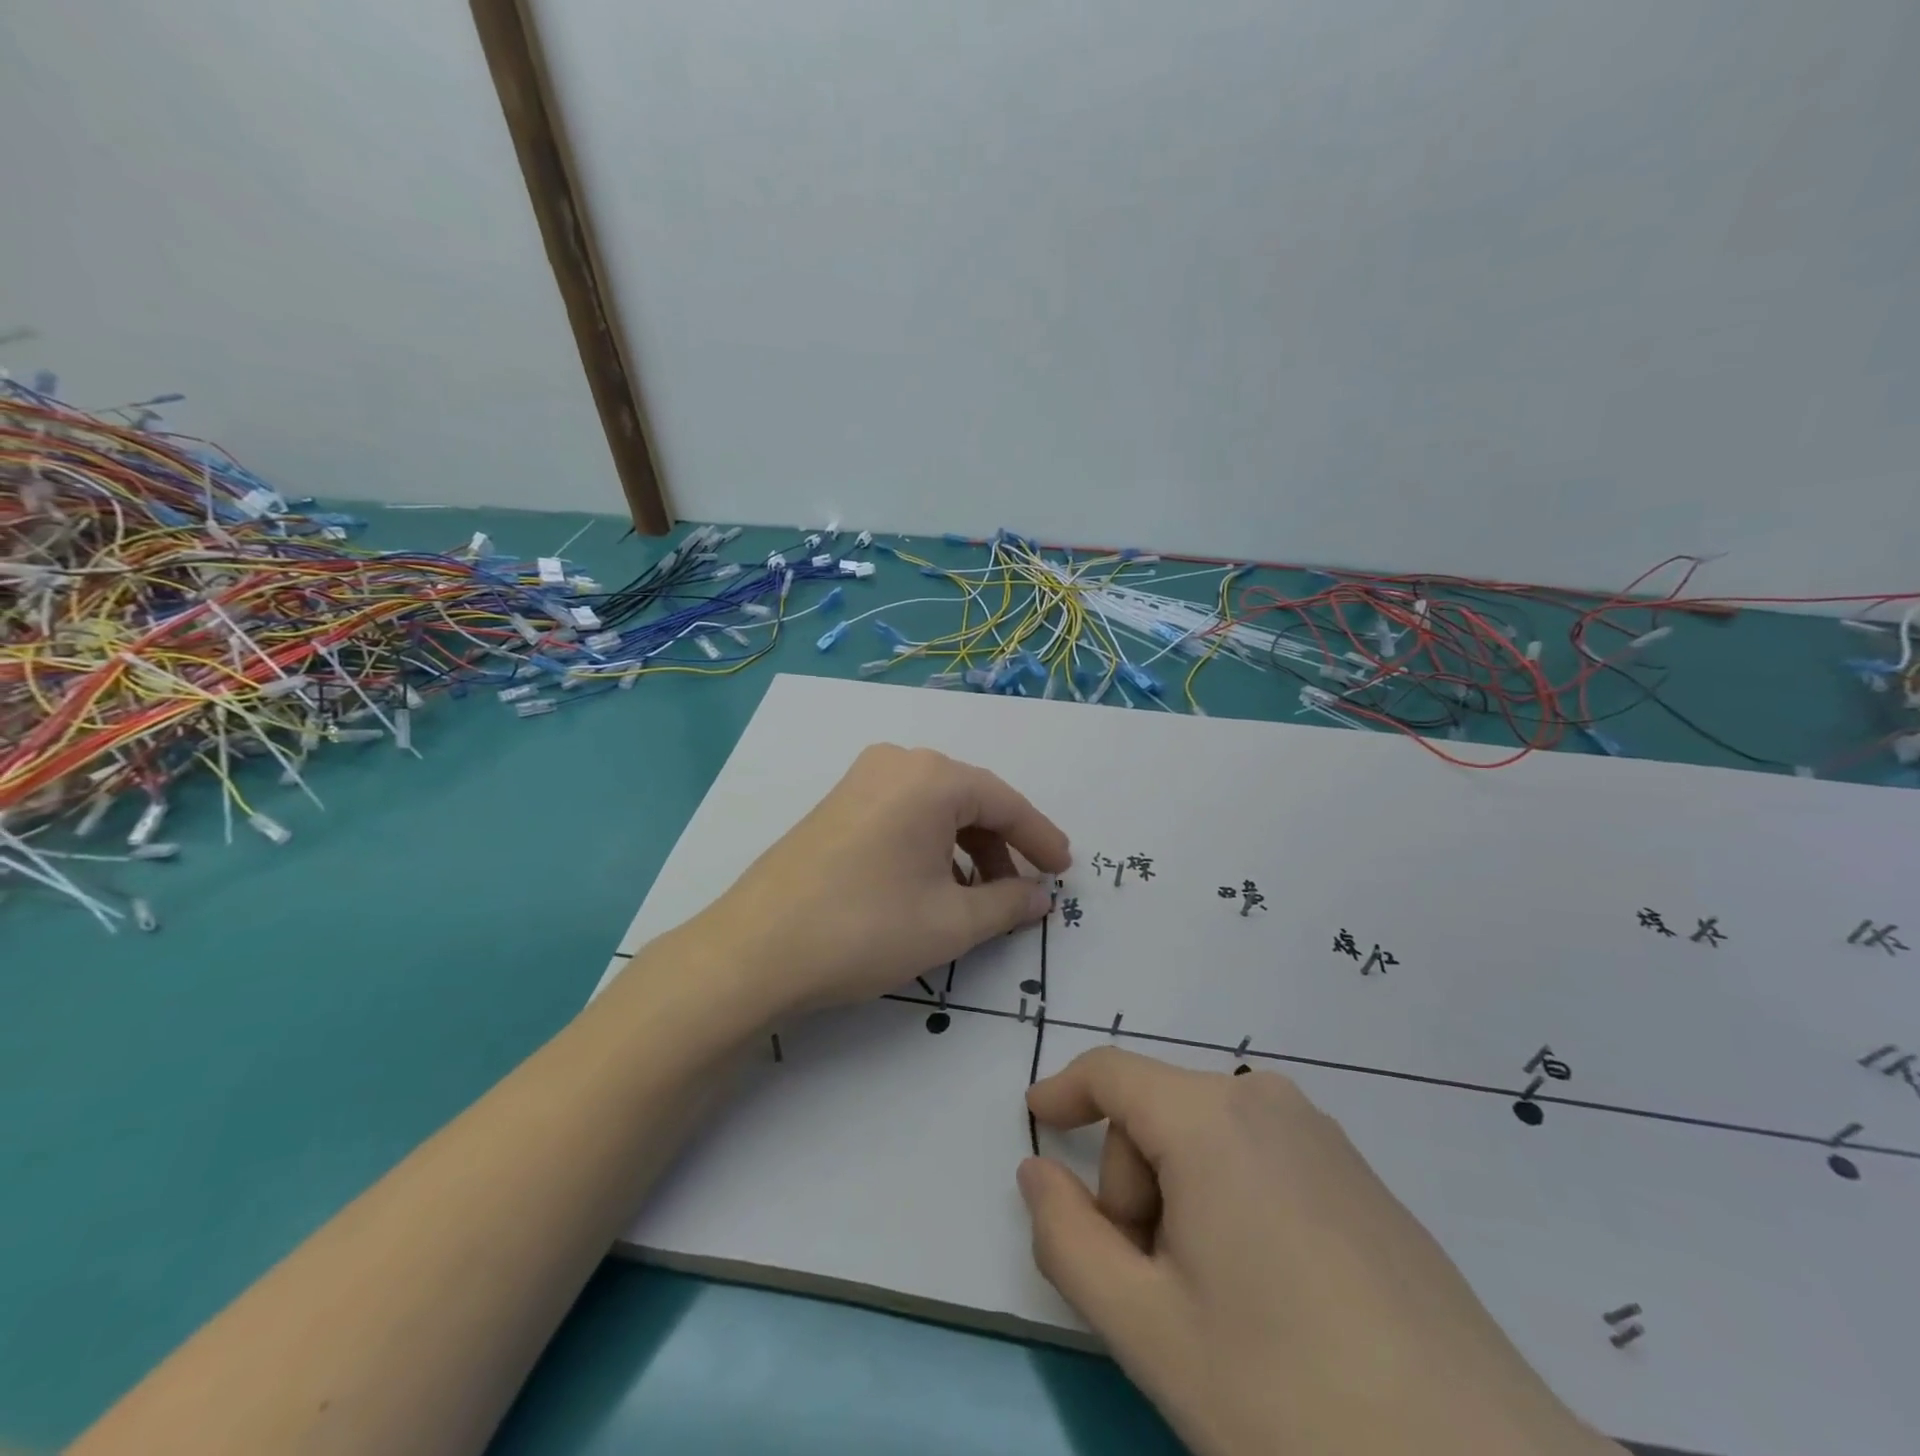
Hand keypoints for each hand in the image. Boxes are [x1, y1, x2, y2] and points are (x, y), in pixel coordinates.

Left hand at [689, 744, 1070, 1016]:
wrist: (754, 951)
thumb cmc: (865, 929)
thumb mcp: (951, 923)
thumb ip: (1008, 903)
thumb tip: (1040, 897)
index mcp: (931, 778)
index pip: (1005, 802)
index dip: (1040, 839)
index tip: (1064, 871)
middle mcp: (896, 764)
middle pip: (969, 801)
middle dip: (1001, 848)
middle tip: (1022, 892)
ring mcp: (860, 780)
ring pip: (935, 809)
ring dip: (965, 850)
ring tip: (977, 899)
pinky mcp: (837, 804)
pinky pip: (902, 815)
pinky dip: (929, 846)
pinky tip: (932, 886)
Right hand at [1018, 1050, 1623, 1455]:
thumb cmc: (1290, 1399)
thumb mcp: (1146, 1328)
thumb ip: (1067, 1239)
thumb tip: (1037, 1173)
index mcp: (1211, 1119)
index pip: (1112, 1073)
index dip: (1063, 1090)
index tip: (1036, 1119)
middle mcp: (1266, 1103)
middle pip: (1158, 1116)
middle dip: (1133, 1188)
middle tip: (1154, 1289)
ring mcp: (1323, 1137)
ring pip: (1207, 1140)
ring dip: (1180, 1200)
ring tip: (1213, 1303)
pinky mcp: (1360, 1178)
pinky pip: (1260, 1159)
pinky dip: (1229, 1202)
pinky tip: (1268, 1295)